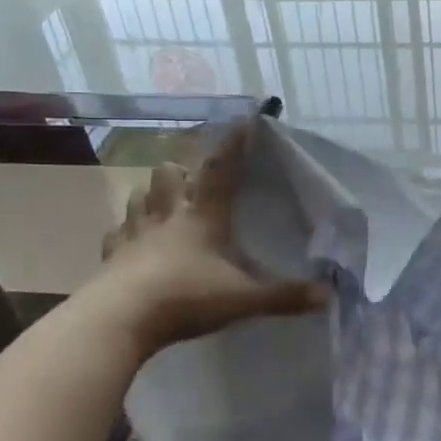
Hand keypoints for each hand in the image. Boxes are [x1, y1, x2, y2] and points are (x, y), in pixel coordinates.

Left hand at [88, 123, 327, 354]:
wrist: (119, 320)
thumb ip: (285, 296)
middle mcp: (167, 215)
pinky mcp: (111, 255)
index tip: (244, 121)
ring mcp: (134, 233)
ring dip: (152, 194)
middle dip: (181, 170)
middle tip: (194, 181)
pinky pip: (117, 232)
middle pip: (169, 173)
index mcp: (203, 217)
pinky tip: (133, 242)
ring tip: (164, 204)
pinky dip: (126, 232)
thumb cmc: (186, 297)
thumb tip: (329, 293)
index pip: (220, 171)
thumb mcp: (243, 299)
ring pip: (139, 195)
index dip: (233, 145)